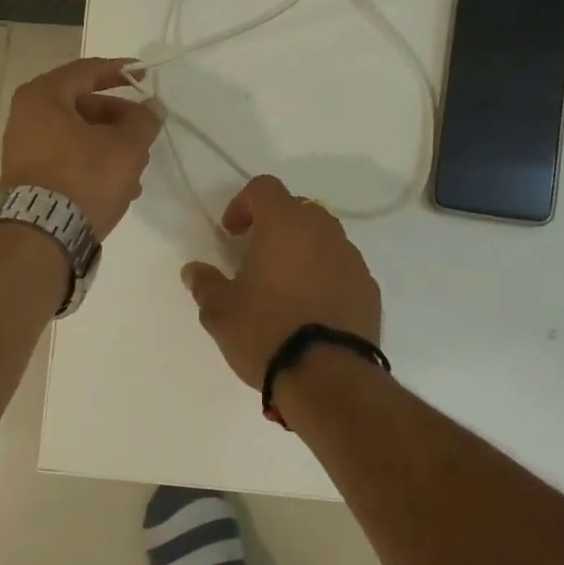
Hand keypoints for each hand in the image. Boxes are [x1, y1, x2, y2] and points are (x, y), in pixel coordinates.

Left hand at [0, 58, 161, 237]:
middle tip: (145, 131)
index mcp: (43, 96)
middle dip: (119, 119)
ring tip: (138, 167)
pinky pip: (68, 159)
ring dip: (111, 146)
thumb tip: (152, 107)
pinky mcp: (30, 178)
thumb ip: (144, 120)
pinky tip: (121, 187)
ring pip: (78, 136)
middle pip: (83, 105)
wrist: (42, 236)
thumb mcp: (126, 146)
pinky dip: (94, 164)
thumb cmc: (84, 178)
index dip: (120, 70)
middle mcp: (26, 117)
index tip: (146, 74)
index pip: (87, 71)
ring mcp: (25, 149)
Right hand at [180, 175, 382, 386]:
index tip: (231, 233)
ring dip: (303, 250)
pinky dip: (326, 275)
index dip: (243, 203)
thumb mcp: (220, 312)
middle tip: (256, 258)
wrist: (328, 377)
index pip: (265, 188)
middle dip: (275, 225)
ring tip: (285, 286)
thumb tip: (193, 270)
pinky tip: (312, 308)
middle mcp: (323, 231)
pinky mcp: (369, 287)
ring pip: (324, 238)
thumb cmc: (266, 331)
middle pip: (297, 209)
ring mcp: (351, 258)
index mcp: (285, 224)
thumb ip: (205, 284)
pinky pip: (342, 267)